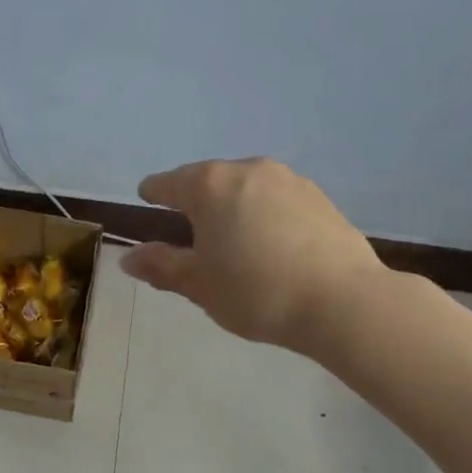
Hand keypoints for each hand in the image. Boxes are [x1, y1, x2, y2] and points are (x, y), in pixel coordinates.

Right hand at [121, 158, 385, 352]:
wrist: (342, 302)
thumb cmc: (255, 291)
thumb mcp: (199, 284)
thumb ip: (161, 266)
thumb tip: (129, 257)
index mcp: (209, 186)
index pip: (169, 183)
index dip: (154, 192)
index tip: (146, 196)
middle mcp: (247, 171)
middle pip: (209, 180)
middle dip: (196, 199)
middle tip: (187, 225)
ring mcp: (288, 180)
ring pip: (246, 188)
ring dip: (232, 205)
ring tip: (230, 235)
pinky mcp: (319, 198)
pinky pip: (276, 200)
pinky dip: (263, 213)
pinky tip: (269, 241)